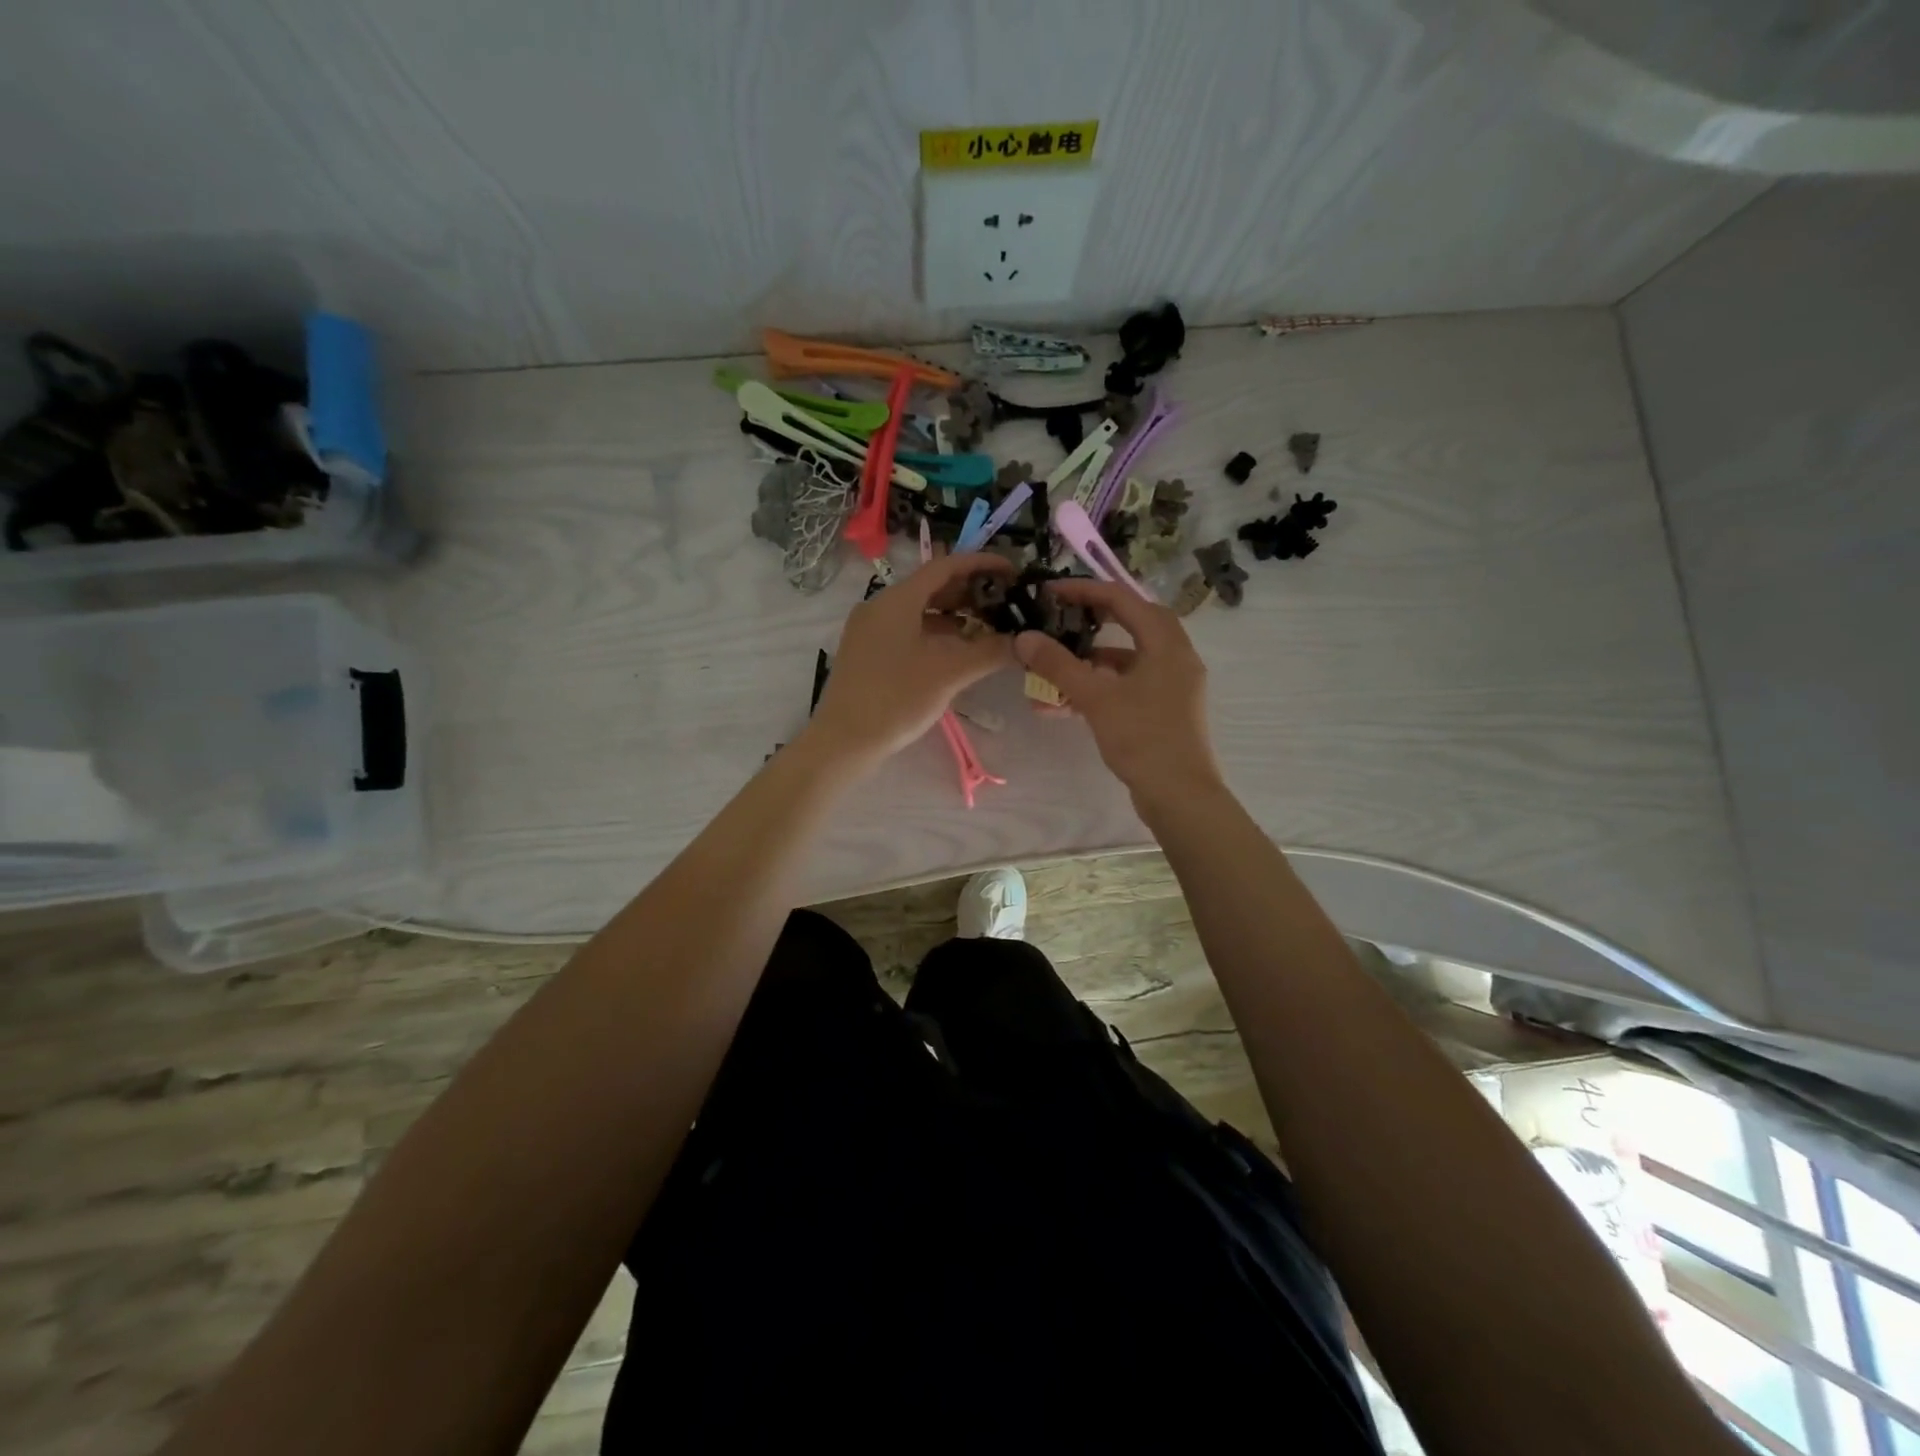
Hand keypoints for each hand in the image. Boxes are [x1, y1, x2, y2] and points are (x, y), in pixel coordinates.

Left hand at [804, 553, 1014, 767]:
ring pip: (920, 610)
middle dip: (970, 592)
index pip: (945, 566)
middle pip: (931, 586)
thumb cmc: (897, 699)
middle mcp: (880, 606)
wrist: (844, 741)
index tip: (1013, 571)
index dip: (981, 564)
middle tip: (1005, 602)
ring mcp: (871, 630)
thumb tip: (1022, 642)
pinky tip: (958, 650)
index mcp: (897, 600)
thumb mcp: (949, 673)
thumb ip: (989, 651)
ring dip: (955, 615)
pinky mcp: (868, 652)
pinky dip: (936, 633)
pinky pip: (908, 630)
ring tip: (988, 627)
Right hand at [1012, 580, 1223, 806]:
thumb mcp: (1096, 698)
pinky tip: (1069, 701)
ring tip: (1056, 666)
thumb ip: (1059, 665)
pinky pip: (1131, 685)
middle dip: (1094, 620)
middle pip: (1133, 623)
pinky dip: (1102, 686)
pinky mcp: (1166, 709)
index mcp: (1167, 644)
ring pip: (1130, 658)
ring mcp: (1174, 685)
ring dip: (1093, 659)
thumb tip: (1024, 637)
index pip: (1124, 599)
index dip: (1086, 591)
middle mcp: (1176, 657)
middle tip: (1062, 618)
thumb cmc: (1142, 738)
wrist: (1179, 795)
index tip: (1051, 592)